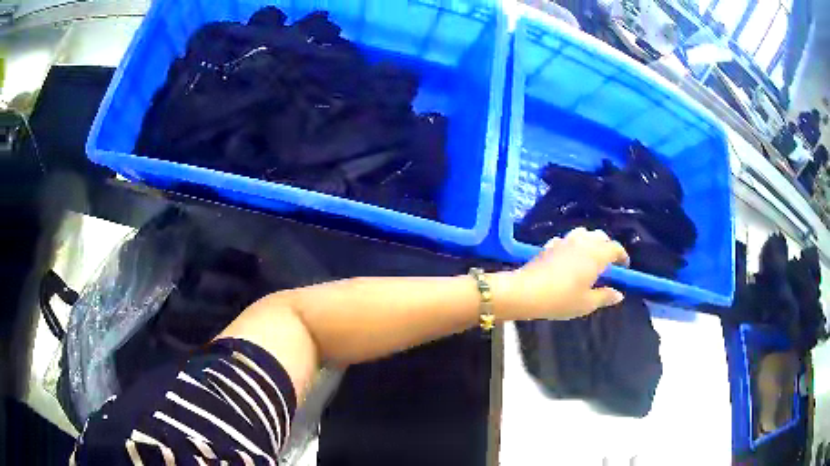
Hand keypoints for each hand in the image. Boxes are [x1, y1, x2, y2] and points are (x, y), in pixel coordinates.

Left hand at [492, 227, 629, 320]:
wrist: (526, 291)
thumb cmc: (561, 299)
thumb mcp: (586, 303)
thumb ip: (604, 296)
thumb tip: (619, 294)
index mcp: (596, 254)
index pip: (615, 248)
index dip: (622, 256)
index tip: (624, 267)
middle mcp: (582, 242)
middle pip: (600, 236)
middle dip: (607, 246)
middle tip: (609, 263)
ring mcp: (564, 241)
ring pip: (583, 234)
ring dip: (590, 242)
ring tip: (590, 258)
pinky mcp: (550, 244)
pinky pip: (567, 240)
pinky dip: (573, 245)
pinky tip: (569, 258)